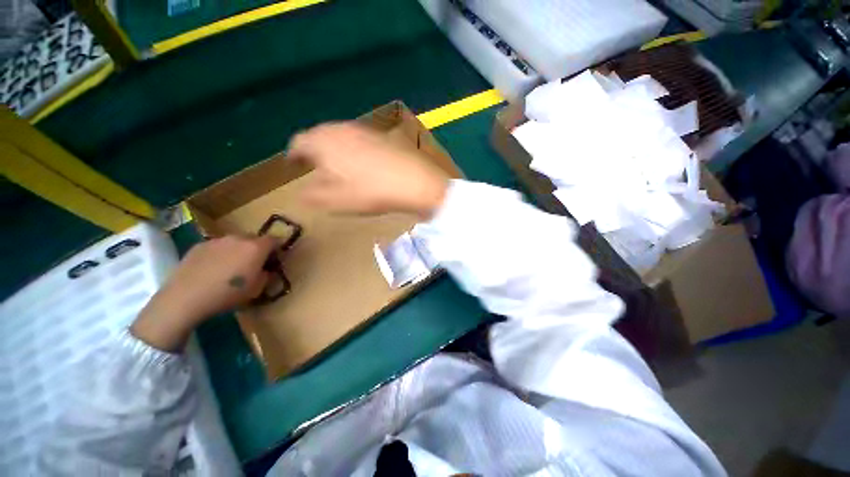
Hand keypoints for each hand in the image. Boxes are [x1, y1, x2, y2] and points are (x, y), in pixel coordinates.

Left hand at [131, 235, 278, 351]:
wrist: (185, 298)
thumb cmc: (228, 294)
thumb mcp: (257, 289)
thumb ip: (266, 275)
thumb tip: (265, 270)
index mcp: (256, 247)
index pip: (274, 240)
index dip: (276, 249)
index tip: (274, 260)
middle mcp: (238, 238)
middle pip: (254, 238)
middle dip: (257, 248)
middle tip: (252, 264)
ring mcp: (217, 240)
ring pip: (234, 242)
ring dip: (237, 250)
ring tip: (230, 268)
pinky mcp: (198, 245)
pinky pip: (217, 247)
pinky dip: (220, 254)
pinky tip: (212, 270)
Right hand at [288, 122, 448, 218]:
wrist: (414, 181)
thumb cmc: (370, 191)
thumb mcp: (335, 200)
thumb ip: (312, 196)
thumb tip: (301, 192)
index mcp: (323, 141)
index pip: (298, 142)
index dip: (294, 154)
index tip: (294, 164)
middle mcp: (341, 128)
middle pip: (319, 135)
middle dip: (315, 149)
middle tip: (315, 165)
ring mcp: (364, 129)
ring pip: (340, 135)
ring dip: (335, 148)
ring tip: (338, 164)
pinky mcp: (383, 135)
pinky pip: (360, 139)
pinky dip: (354, 148)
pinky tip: (363, 162)